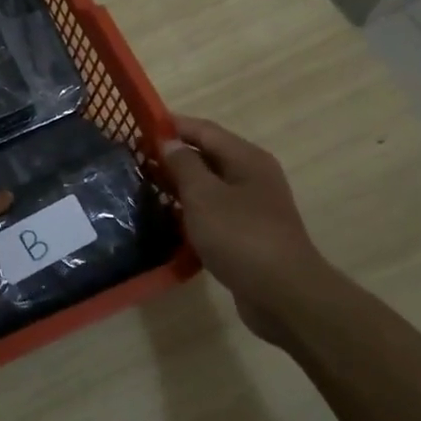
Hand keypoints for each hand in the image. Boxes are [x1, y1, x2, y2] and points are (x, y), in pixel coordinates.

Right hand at [162, 114, 331, 348]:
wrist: (283, 295)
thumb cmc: (241, 236)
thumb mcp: (204, 196)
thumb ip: (184, 165)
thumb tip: (170, 142)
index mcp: (246, 159)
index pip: (204, 130)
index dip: (172, 126)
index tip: (139, 128)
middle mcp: (252, 176)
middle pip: (208, 155)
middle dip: (173, 155)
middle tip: (136, 159)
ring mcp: (253, 207)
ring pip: (210, 185)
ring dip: (180, 184)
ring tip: (145, 186)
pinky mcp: (248, 234)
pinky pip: (214, 211)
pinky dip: (191, 210)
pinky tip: (169, 218)